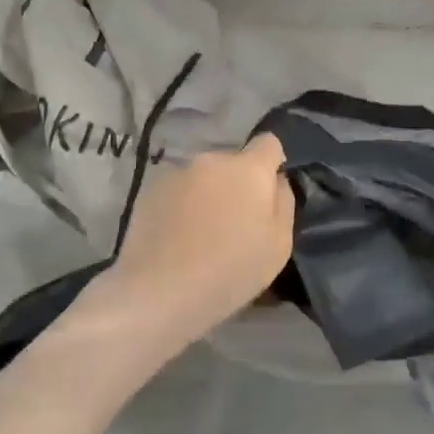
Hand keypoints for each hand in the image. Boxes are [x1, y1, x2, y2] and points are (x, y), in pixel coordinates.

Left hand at [103, 134, 295, 347]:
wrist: (159, 290)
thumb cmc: (230, 271)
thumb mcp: (279, 245)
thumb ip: (283, 202)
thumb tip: (276, 180)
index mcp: (249, 169)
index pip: (268, 143)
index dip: (271, 163)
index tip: (266, 193)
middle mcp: (212, 159)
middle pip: (233, 162)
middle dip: (237, 183)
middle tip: (233, 222)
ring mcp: (178, 171)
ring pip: (204, 176)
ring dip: (208, 193)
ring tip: (200, 233)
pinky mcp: (150, 188)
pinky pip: (178, 189)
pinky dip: (182, 204)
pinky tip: (176, 236)